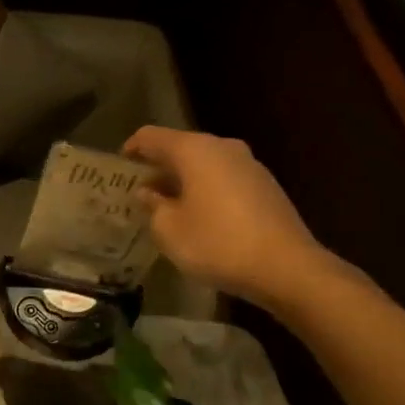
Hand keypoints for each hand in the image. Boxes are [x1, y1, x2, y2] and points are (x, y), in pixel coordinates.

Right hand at [123, 126, 334, 308]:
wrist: (286, 267)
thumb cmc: (217, 244)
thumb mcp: (169, 230)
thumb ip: (153, 206)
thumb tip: (149, 192)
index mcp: (194, 150)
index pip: (151, 136)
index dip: (131, 149)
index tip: (118, 168)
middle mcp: (222, 147)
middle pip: (180, 147)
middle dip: (158, 167)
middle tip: (138, 191)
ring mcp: (249, 165)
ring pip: (204, 164)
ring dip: (183, 181)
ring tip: (166, 207)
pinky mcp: (265, 186)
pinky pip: (224, 179)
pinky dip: (206, 191)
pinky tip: (200, 217)